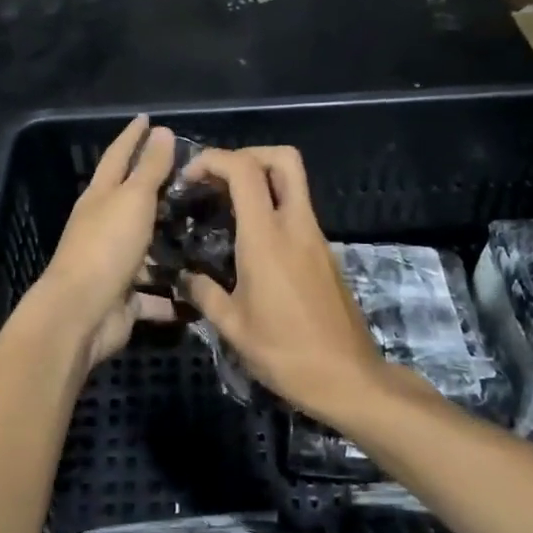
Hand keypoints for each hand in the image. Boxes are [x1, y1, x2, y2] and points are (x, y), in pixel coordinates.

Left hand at [35, 115, 177, 369]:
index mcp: (100, 197)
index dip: (133, 137)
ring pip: (147, 249)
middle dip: (157, 191)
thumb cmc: (106, 247)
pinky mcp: (124, 298)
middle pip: (132, 202)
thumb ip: (149, 168)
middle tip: (193, 179)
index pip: (118, 156)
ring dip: (170, 246)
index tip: (148, 119)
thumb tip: (160, 130)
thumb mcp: (132, 200)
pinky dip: (174, 295)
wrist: (80, 314)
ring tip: (206, 235)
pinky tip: (201, 291)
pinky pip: (155, 294)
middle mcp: (104, 227)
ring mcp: (113, 264)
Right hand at [179, 146, 389, 424]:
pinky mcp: (325, 253)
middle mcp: (296, 226)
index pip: (244, 170)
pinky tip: (251, 242)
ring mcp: (316, 237)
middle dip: (248, 154)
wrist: (348, 378)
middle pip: (284, 159)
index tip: (189, 176)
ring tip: (227, 208)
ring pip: (294, 184)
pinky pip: (298, 212)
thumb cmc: (285, 352)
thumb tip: (184, 278)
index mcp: (268, 237)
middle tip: (219, 179)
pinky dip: (273, 208)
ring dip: (261, 181)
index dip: (214, 159)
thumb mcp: (233, 327)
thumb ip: (204, 294)